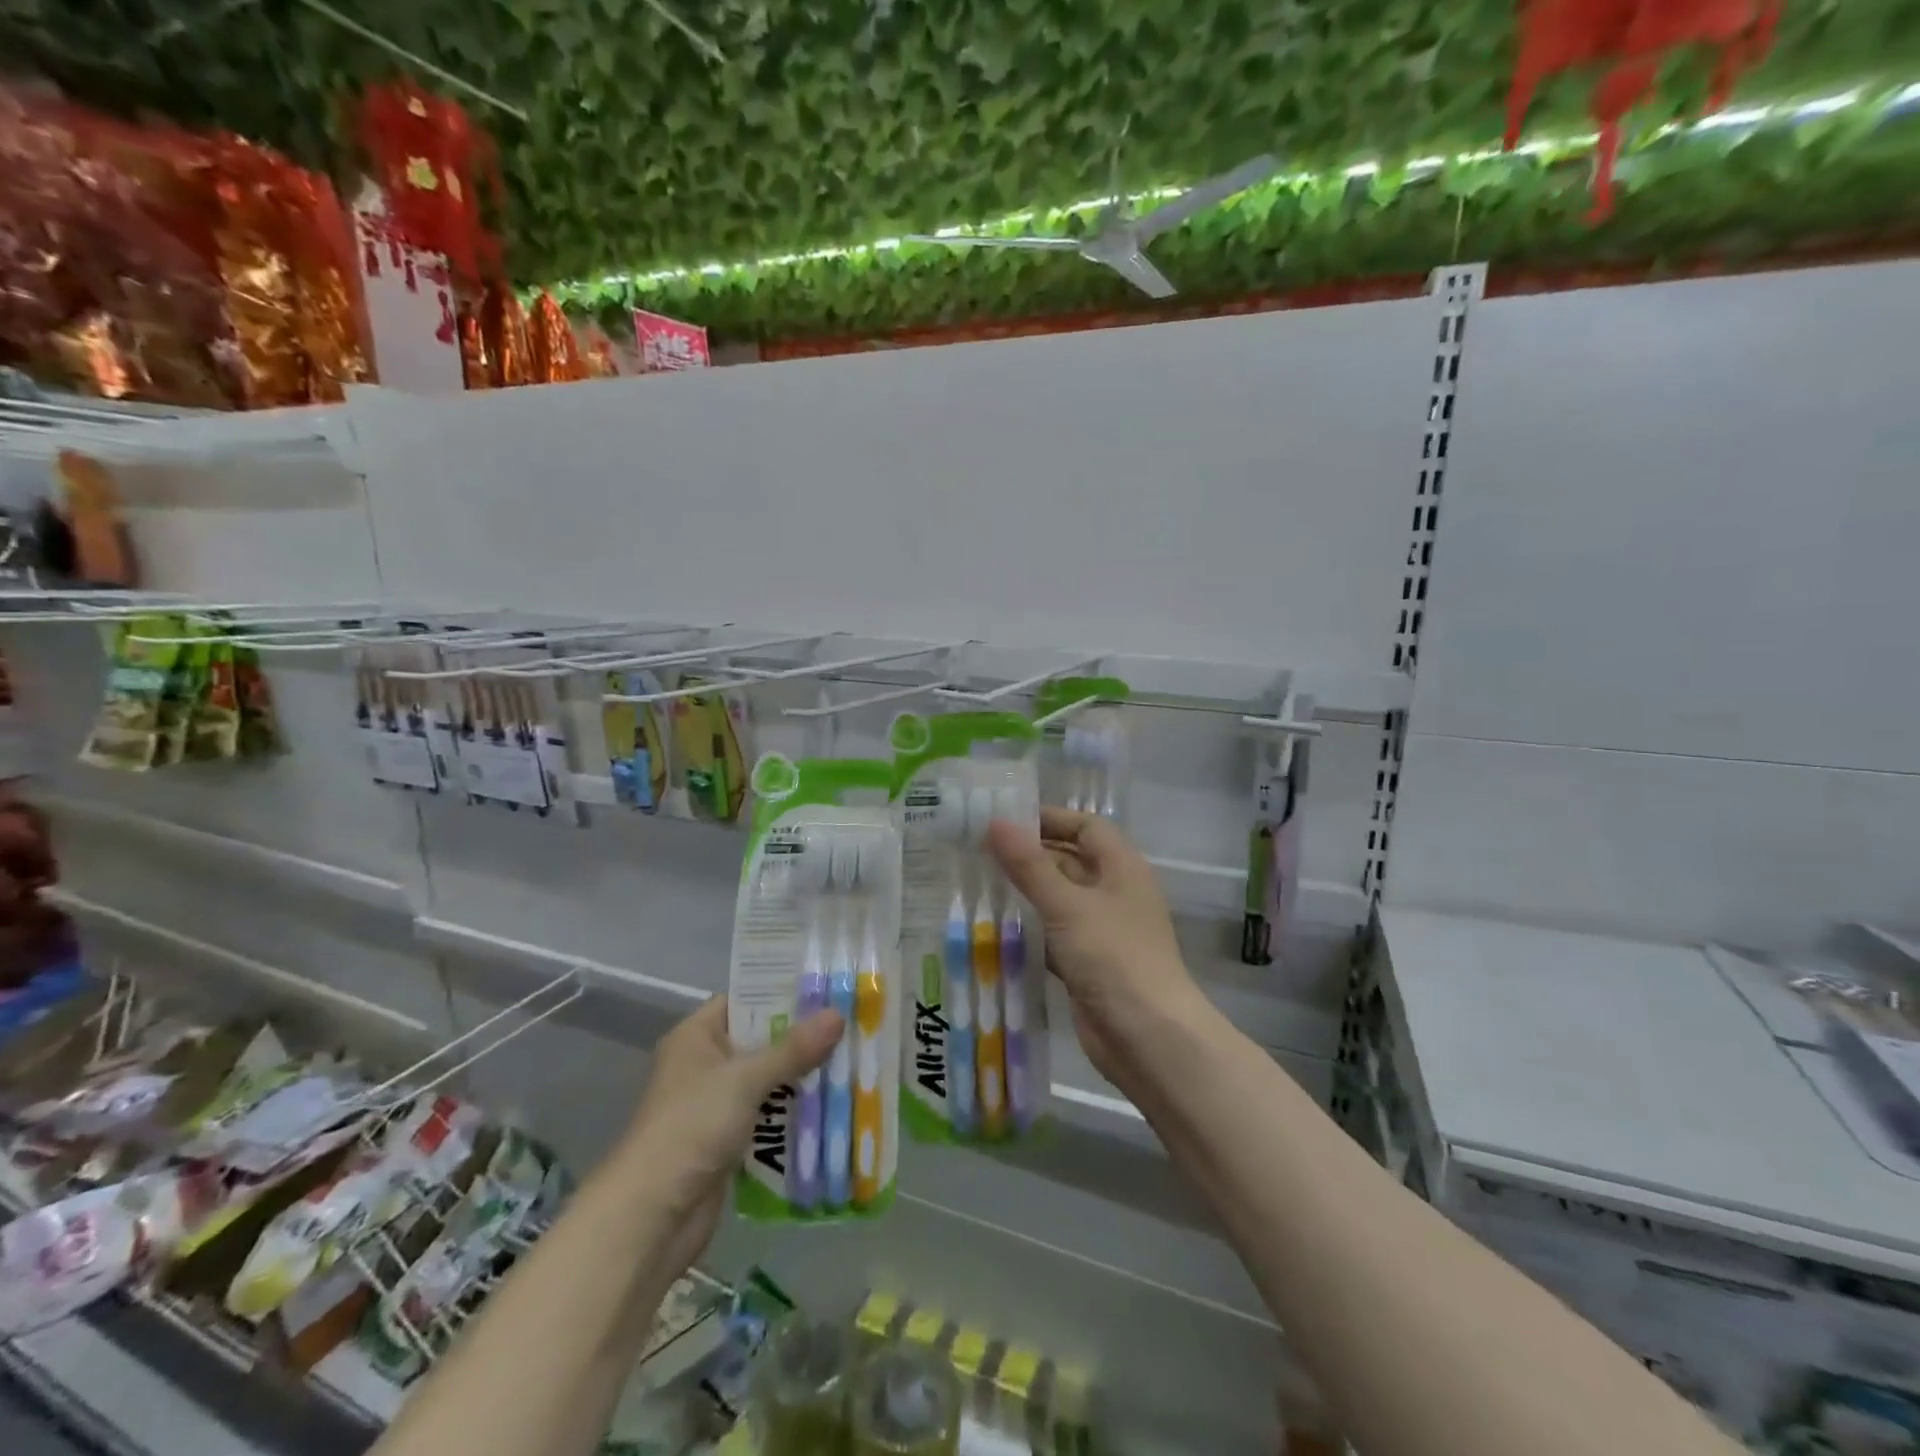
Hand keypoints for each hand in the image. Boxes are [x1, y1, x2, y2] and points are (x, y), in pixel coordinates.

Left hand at [623, 998, 841, 1275]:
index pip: (745, 999)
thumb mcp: (745, 1080)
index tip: (828, 987)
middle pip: (761, 1040)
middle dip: (803, 1038)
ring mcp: (715, 1105)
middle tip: (851, 1024)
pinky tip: (832, 1107)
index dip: (783, 992)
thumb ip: (793, 1048)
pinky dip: (793, 1114)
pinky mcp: (727, 1141)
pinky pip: (768, 1116)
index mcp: (697, 1036)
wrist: (650, 1217)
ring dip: (803, 1077)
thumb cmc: (691, 1128)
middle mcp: (705, 1064)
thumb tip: (838, 1014)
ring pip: (769, 1080)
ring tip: (851, 1061)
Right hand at [986, 808, 1200, 1084]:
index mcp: (1121, 868)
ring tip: (976, 884)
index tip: (1004, 819)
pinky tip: (993, 929)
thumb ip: (1030, 866)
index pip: (1085, 827)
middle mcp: (1114, 892)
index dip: (1049, 819)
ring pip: (1058, 899)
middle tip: (977, 851)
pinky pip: (1054, 934)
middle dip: (1029, 855)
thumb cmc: (1114, 958)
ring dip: (1025, 893)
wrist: (1148, 1038)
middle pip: (1069, 861)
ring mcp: (1101, 930)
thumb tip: (995, 821)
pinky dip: (1029, 929)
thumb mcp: (1068, 906)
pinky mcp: (1087, 963)